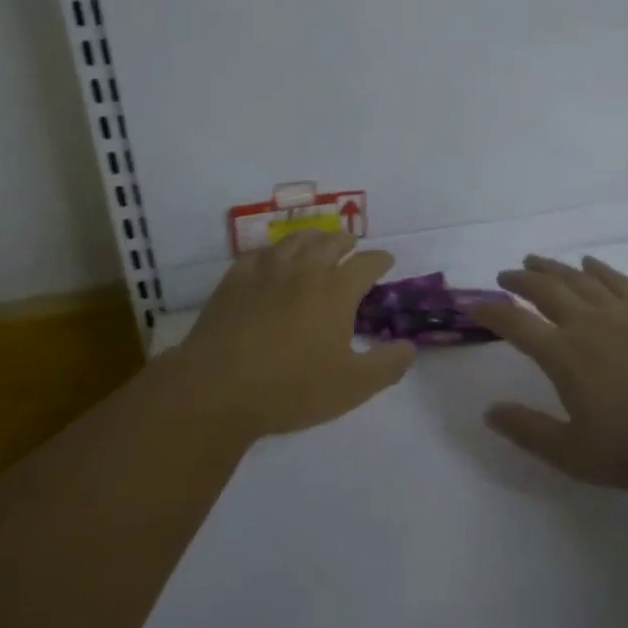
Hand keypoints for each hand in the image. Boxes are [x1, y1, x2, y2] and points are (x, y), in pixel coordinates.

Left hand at [179, 230, 413, 440]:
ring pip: (295, 240)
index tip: (386, 261)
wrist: (217, 389)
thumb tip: (410, 347)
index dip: (380, 260)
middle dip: (346, 242)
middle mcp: (304, 270)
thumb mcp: (351, 387)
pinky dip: (274, 252)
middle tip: (352, 246)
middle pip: (331, 243)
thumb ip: (387, 366)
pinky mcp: (235, 279)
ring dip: (313, 238)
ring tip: (318, 242)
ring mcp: (267, 271)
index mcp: (336, 291)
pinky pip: (260, 254)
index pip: (366, 263)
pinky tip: (272, 260)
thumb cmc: (290, 389)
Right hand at [470, 255, 627, 490]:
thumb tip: (490, 412)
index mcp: (564, 355)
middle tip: (504, 277)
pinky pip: (615, 280)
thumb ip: (529, 431)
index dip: (490, 312)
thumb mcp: (575, 454)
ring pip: (577, 278)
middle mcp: (586, 323)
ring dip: (551, 267)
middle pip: (544, 289)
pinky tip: (589, 264)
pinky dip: (597, 268)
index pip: (515, 324)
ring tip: (534, 261)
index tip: (473, 306)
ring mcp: (620, 313)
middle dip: (518, 280)